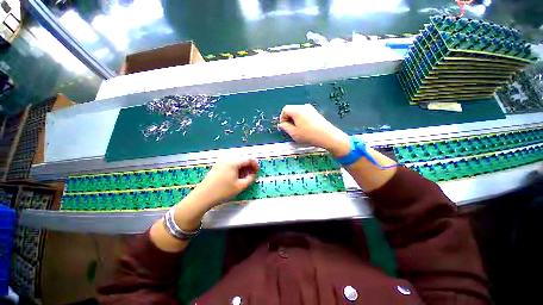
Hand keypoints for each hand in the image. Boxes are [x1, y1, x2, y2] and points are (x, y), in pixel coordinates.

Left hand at [192, 158, 258, 205]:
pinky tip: (236, 176)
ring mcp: (221, 162)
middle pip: (242, 159)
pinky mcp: (217, 166)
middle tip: (252, 174)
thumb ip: (250, 178)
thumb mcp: (240, 186)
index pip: (248, 159)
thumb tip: (253, 174)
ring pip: (236, 161)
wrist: (203, 196)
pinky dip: (236, 168)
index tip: (257, 171)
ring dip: (243, 167)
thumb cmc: (223, 191)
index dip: (255, 164)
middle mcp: (227, 159)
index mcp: (233, 162)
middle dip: (249, 166)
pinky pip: (230, 164)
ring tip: (244, 176)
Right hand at [279, 104, 349, 156]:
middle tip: (289, 129)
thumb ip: (285, 127)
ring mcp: (310, 109)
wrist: (327, 136)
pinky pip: (304, 114)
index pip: (285, 110)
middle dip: (288, 119)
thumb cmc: (309, 135)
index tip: (283, 126)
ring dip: (294, 120)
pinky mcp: (315, 113)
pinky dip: (301, 120)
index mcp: (297, 110)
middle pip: (291, 110)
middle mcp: (304, 107)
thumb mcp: (294, 133)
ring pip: (298, 112)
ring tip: (297, 130)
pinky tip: (304, 129)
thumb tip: (281, 124)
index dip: (282, 118)